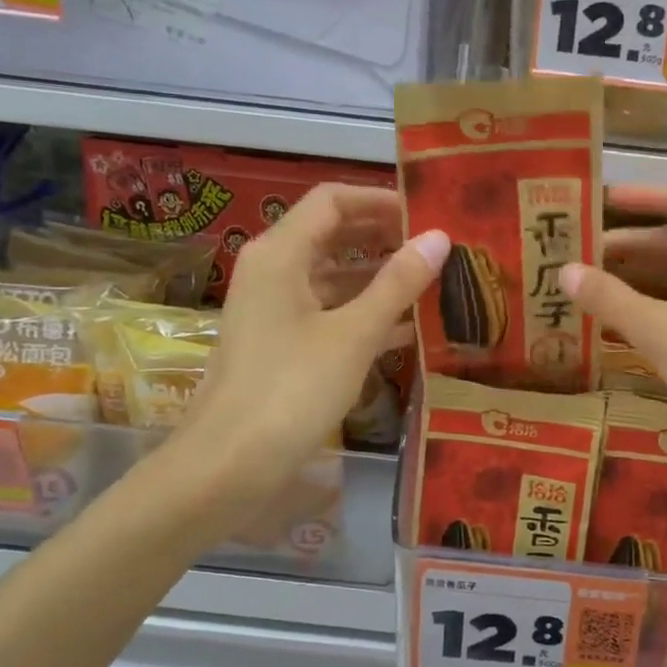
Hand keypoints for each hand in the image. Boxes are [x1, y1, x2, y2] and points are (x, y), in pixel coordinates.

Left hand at [171, 183, 448, 503]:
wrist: (227, 466)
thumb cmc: (291, 390)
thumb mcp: (353, 335)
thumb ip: (397, 284)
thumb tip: (439, 237)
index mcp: (280, 253)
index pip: (332, 200)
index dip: (380, 200)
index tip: (427, 214)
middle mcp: (273, 271)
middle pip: (333, 235)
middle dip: (384, 238)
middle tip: (438, 249)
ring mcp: (274, 310)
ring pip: (333, 277)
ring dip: (379, 279)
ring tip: (434, 286)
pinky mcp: (280, 344)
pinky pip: (328, 313)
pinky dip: (364, 314)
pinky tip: (408, 331)